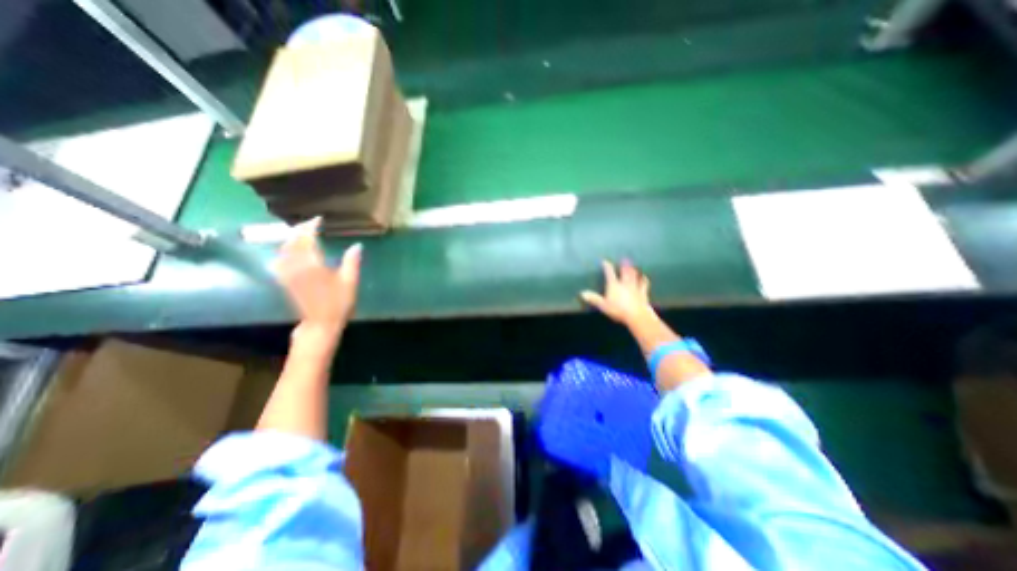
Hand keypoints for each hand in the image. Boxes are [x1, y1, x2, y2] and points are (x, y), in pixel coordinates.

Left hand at [275, 217, 360, 334]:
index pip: (307, 239)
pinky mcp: (285, 281)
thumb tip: (357, 245)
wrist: (320, 323)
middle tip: (310, 224)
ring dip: (290, 239)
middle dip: (299, 230)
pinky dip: (284, 251)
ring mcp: (287, 274)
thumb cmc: (338, 303)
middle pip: (292, 242)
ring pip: (283, 250)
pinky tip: (288, 251)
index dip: (311, 227)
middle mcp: (296, 266)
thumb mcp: (350, 282)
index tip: (319, 219)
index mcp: (312, 265)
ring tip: (301, 234)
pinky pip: (280, 260)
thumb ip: (352, 262)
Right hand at [580, 258, 650, 324]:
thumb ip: (593, 299)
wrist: (637, 315)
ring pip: (634, 276)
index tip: (604, 261)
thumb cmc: (618, 310)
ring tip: (633, 265)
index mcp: (614, 285)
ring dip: (633, 270)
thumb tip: (582, 293)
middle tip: (624, 258)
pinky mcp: (643, 293)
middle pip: (624, 272)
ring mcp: (635, 287)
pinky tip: (644, 277)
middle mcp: (625, 283)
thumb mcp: (603, 305)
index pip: (609, 273)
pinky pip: (644, 284)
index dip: (607, 267)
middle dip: (623, 265)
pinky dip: (644, 280)